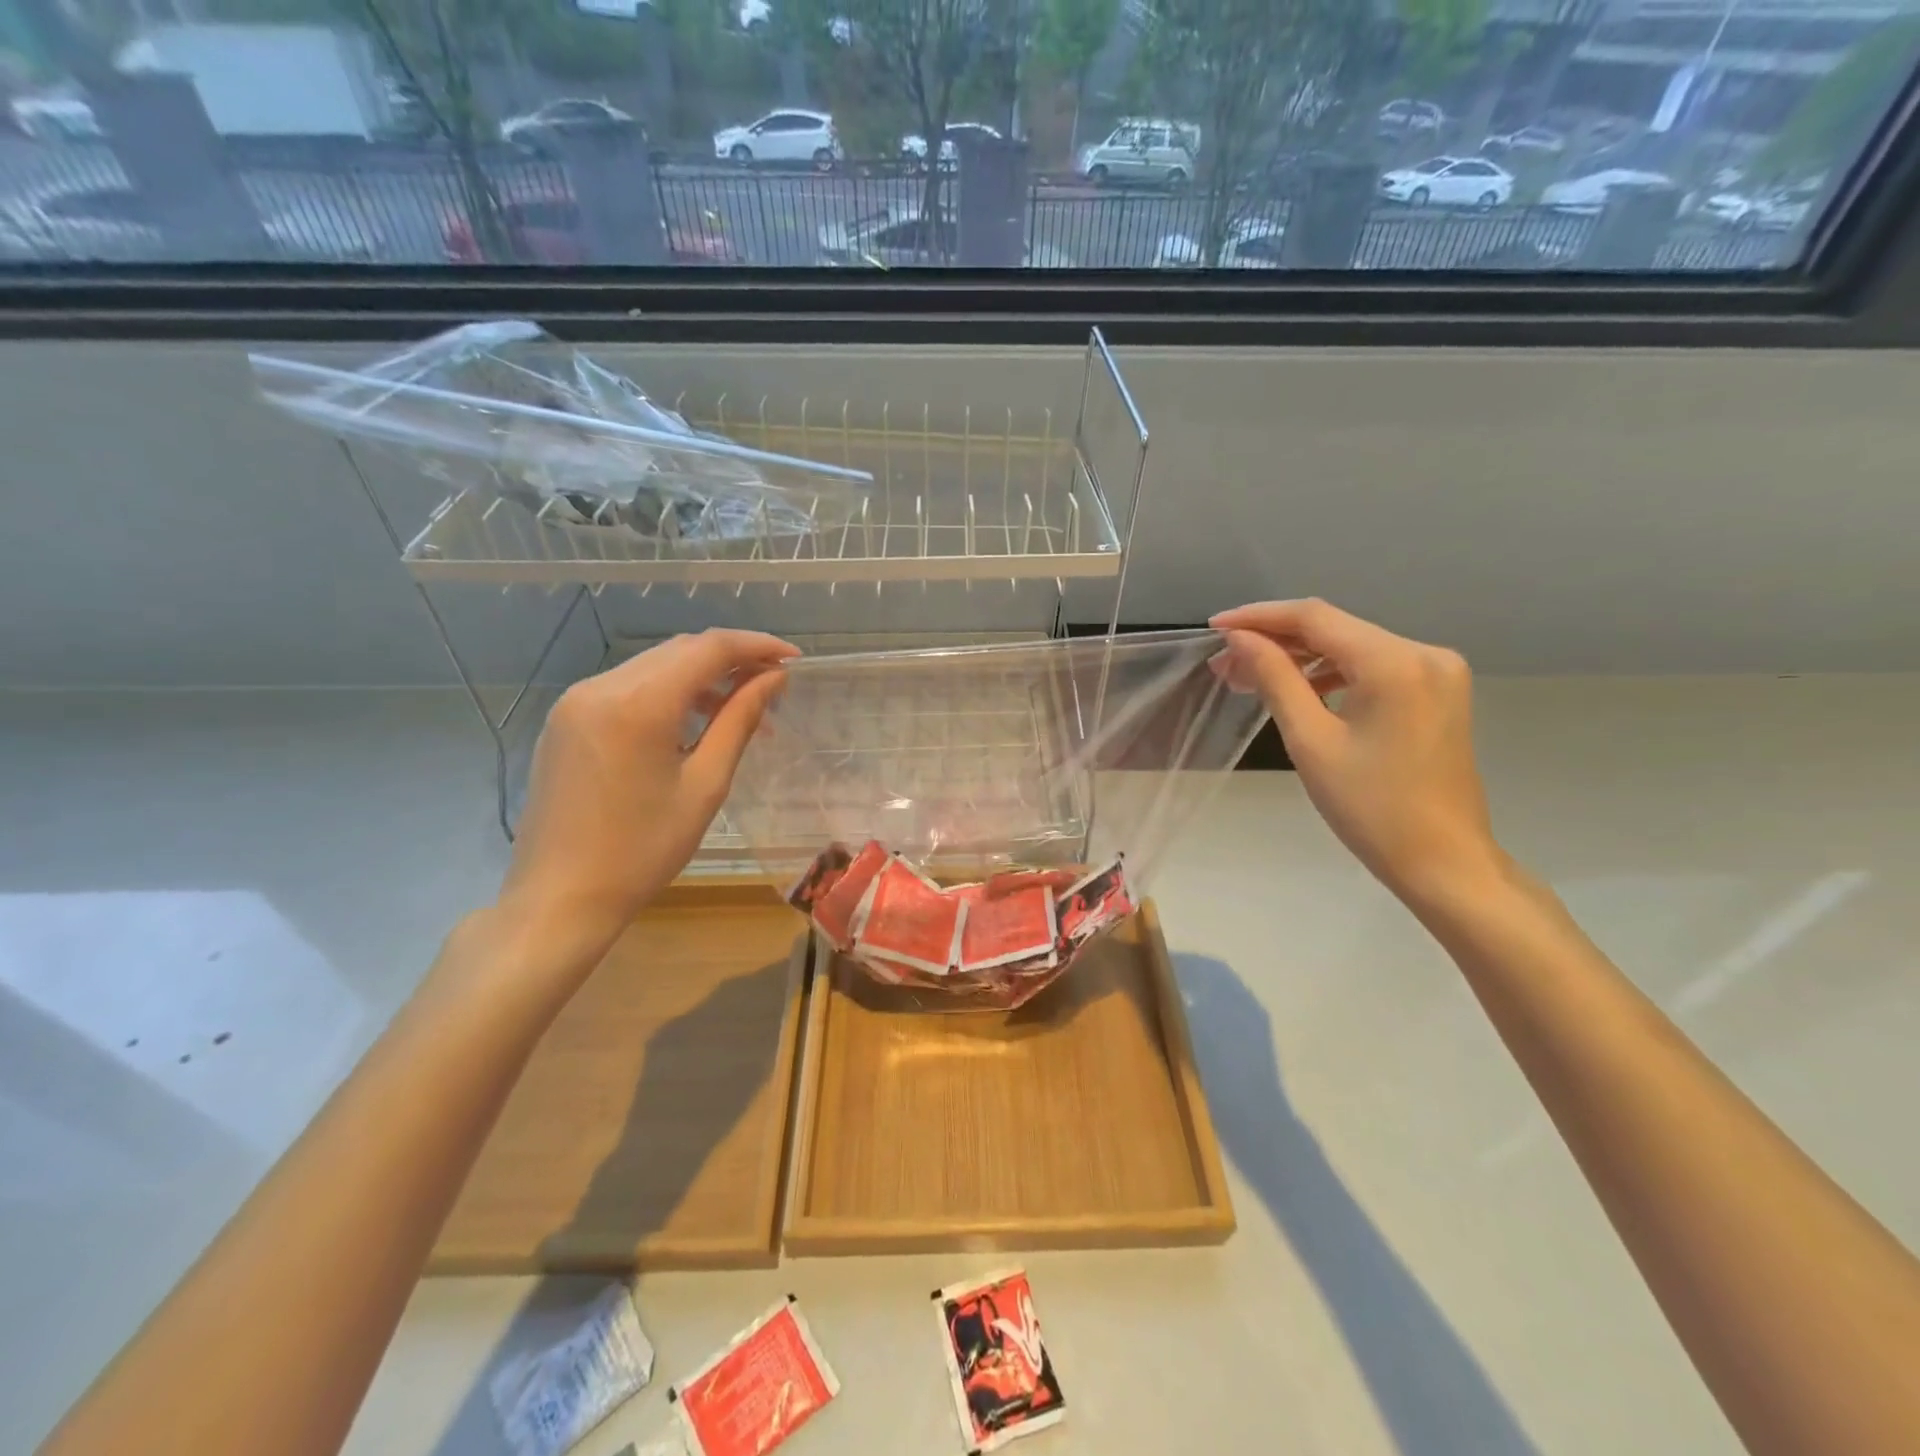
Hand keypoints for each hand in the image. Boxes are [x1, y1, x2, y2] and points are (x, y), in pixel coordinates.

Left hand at [500, 629, 796, 950]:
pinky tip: (691, 722)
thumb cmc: (643, 850)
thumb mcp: (705, 786)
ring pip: (654, 666)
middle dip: (731, 660)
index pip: (709, 648)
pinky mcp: (566, 718)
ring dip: (701, 677)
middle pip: (680, 650)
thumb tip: (774, 678)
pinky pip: (628, 687)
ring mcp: (576, 700)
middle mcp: (601, 686)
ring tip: (739, 711)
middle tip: (772, 686)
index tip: (793, 659)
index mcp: (639, 703)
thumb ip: (739, 721)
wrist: (560, 897)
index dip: (756, 646)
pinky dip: (667, 693)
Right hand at [1210, 600, 1501, 908]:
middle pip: (1335, 628)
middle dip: (1276, 640)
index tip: (1214, 627)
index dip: (1259, 617)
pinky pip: (1374, 666)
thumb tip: (1240, 638)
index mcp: (1395, 662)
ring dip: (1301, 657)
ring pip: (1352, 646)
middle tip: (1225, 664)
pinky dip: (1333, 672)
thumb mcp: (1311, 741)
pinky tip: (1301, 689)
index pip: (1315, 617)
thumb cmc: (1370, 808)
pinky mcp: (1438, 691)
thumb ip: (1275, 678)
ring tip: (1252, 679)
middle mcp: (1424, 652)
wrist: (1443, 861)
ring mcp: (1437, 671)